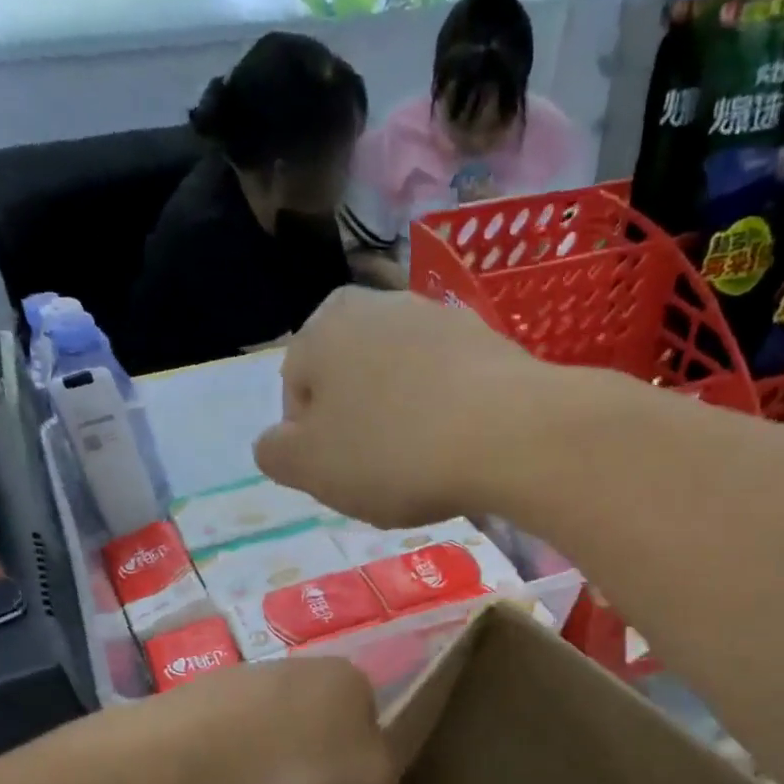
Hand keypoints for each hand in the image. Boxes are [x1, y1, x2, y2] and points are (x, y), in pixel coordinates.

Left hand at [156, 656, 395, 783]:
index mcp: (346, 683)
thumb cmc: (294, 780)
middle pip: (313, 761)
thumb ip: (380, 783)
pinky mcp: (188, 717)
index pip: (367, 738)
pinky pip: (225, 771)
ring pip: (267, 771)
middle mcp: (296, 676)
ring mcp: (238, 694)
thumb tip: (355, 778)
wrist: (175, 768)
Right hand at [256, 288, 552, 527]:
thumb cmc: (393, 452)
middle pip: (352, 381)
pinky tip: (461, 449)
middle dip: (359, 427)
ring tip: (426, 465)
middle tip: (381, 475)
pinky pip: (451, 385)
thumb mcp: (310, 469)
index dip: (312, 443)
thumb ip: (276, 454)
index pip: (297, 391)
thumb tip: (275, 444)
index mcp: (322, 328)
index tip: (340, 478)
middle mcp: (378, 305)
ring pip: (402, 381)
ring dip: (404, 420)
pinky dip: (448, 414)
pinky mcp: (489, 340)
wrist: (509, 434)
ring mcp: (438, 317)